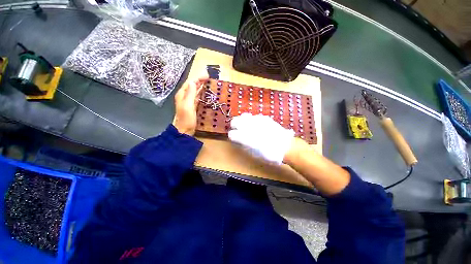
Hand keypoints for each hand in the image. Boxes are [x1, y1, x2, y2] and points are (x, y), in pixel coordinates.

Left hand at [172, 75, 208, 135]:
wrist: (185, 130)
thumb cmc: (186, 119)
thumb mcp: (188, 105)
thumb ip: (190, 94)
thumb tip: (193, 82)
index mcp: (182, 95)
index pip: (190, 83)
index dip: (197, 78)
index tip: (206, 75)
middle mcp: (185, 96)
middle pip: (192, 86)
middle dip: (200, 80)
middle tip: (209, 77)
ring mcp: (189, 101)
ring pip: (195, 91)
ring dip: (201, 86)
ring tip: (209, 82)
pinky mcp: (193, 106)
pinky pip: (198, 97)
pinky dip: (202, 93)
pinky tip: (206, 93)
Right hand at [228, 113, 294, 163]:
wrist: (285, 146)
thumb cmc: (268, 154)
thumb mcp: (253, 153)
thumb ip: (243, 145)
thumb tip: (238, 140)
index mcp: (245, 137)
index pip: (231, 133)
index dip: (232, 136)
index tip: (234, 138)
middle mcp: (249, 126)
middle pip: (234, 121)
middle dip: (234, 125)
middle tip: (238, 129)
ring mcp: (257, 120)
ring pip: (243, 116)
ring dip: (242, 121)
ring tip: (246, 126)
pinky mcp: (264, 117)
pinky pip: (253, 116)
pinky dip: (252, 120)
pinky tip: (257, 125)